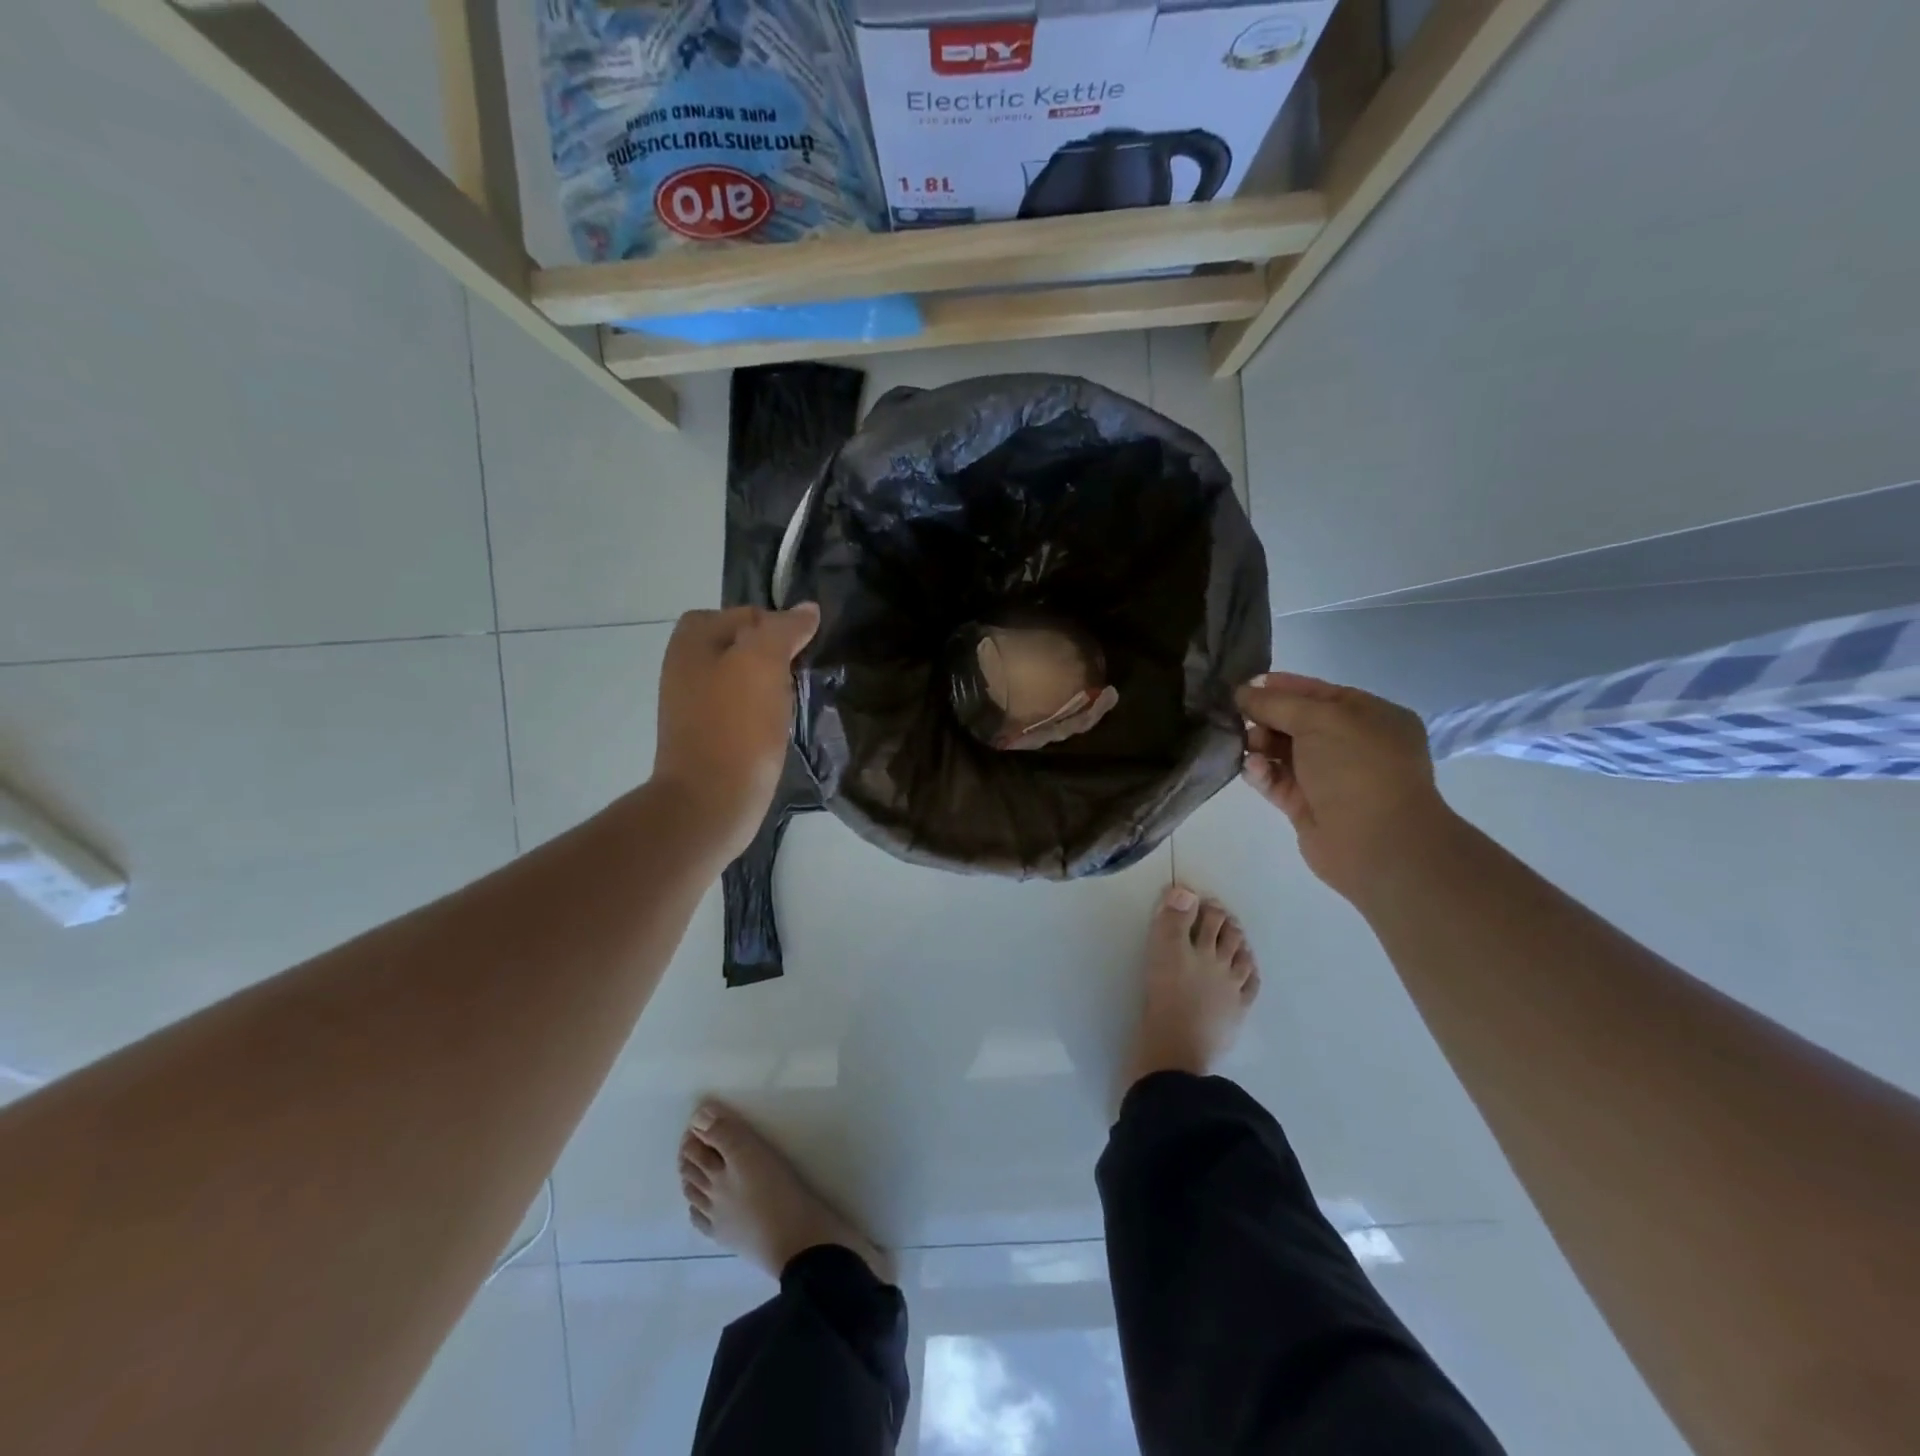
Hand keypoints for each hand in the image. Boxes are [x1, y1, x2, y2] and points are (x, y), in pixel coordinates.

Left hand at [653, 603, 819, 862]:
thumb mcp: (763, 662)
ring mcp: (694, 704)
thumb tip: (807, 609)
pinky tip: (776, 730)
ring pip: (746, 679)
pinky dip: (762, 716)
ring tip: (791, 705)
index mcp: (692, 641)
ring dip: (772, 688)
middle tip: (798, 679)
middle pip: (745, 646)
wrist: (711, 802)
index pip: (747, 614)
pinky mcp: (708, 735)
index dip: (778, 628)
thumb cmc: (736, 727)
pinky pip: (742, 710)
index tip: (799, 656)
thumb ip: (784, 628)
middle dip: (776, 658)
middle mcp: (687, 666)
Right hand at [1235, 672, 1454, 903]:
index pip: (1318, 693)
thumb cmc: (1357, 767)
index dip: (1282, 687)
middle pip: (1297, 722)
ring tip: (1246, 746)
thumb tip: (1242, 692)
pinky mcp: (1308, 806)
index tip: (1244, 686)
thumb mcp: (1318, 718)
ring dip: (1260, 745)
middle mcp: (1352, 745)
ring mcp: (1330, 777)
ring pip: (1283, 752)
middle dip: (1266, 718)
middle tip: (1238, 718)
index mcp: (1370, 717)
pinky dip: (1262, 773)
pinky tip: (1253, 769)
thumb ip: (1276, 703)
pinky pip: (1277, 781)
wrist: (1375, 842)